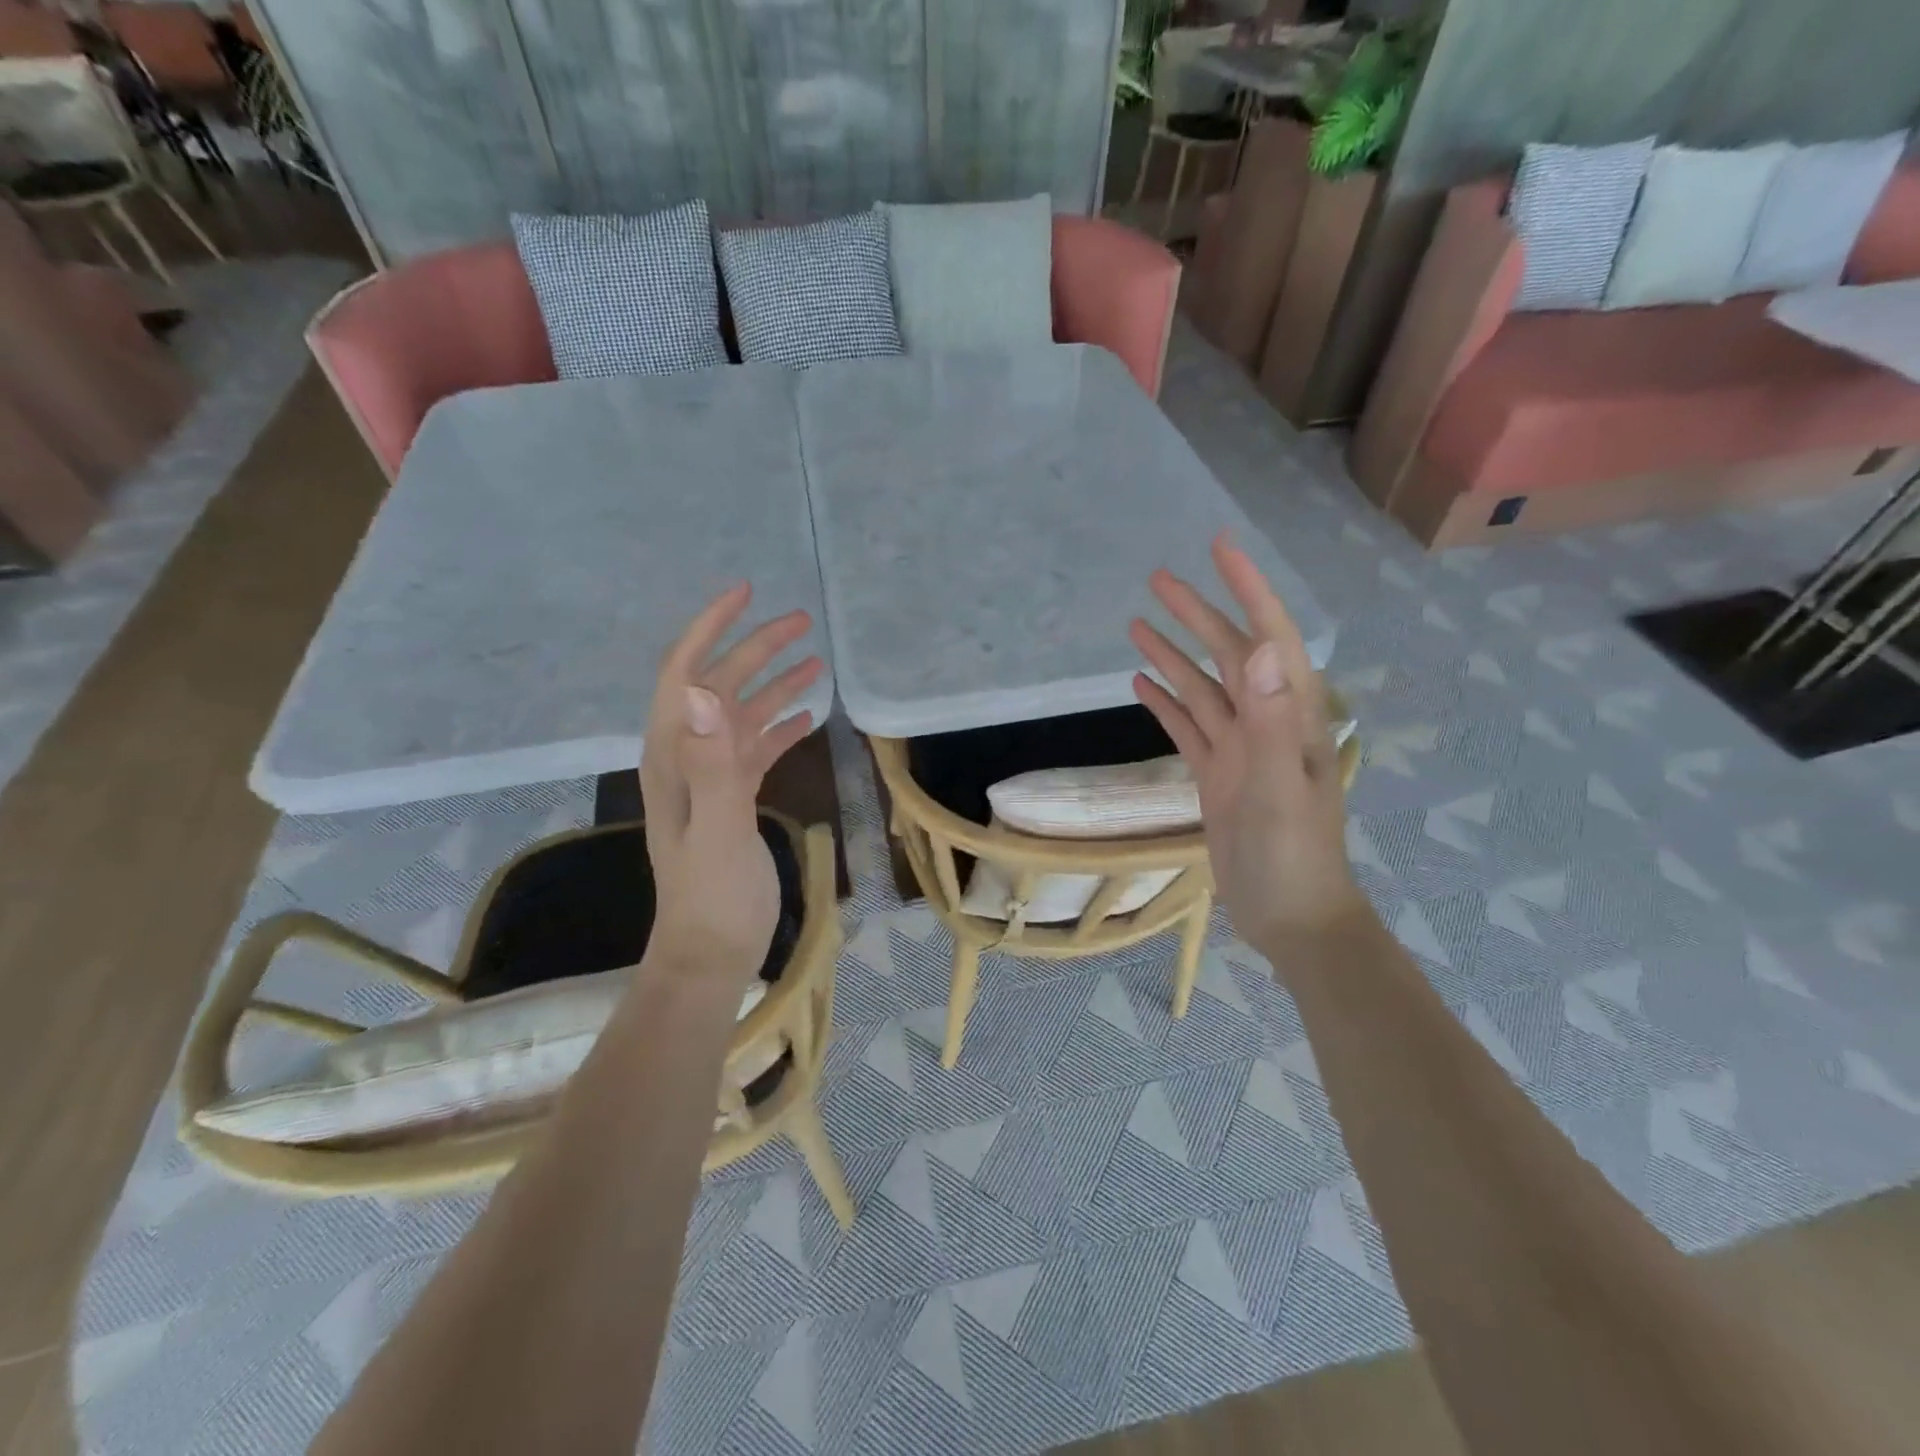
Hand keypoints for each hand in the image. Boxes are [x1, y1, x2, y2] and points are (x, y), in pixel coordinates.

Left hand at [639, 584, 822, 983]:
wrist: (711, 954)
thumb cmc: (714, 898)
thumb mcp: (718, 830)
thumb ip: (713, 763)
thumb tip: (703, 689)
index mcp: (674, 755)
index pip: (684, 673)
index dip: (710, 628)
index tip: (746, 593)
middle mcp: (688, 757)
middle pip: (719, 685)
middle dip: (756, 648)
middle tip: (802, 622)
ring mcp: (711, 778)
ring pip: (741, 715)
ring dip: (773, 684)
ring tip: (815, 662)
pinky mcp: (733, 798)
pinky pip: (756, 748)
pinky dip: (779, 726)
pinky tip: (807, 717)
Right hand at [1129, 534, 1365, 953]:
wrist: (1291, 917)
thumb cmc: (1293, 857)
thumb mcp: (1281, 789)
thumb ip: (1273, 721)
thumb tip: (1268, 647)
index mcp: (1290, 716)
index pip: (1270, 636)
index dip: (1248, 589)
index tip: (1220, 549)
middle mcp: (1265, 722)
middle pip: (1228, 654)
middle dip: (1197, 613)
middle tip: (1157, 580)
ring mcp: (1239, 749)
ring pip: (1202, 688)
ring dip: (1173, 655)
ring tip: (1136, 625)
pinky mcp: (1217, 775)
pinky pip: (1188, 727)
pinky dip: (1166, 703)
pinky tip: (1140, 684)